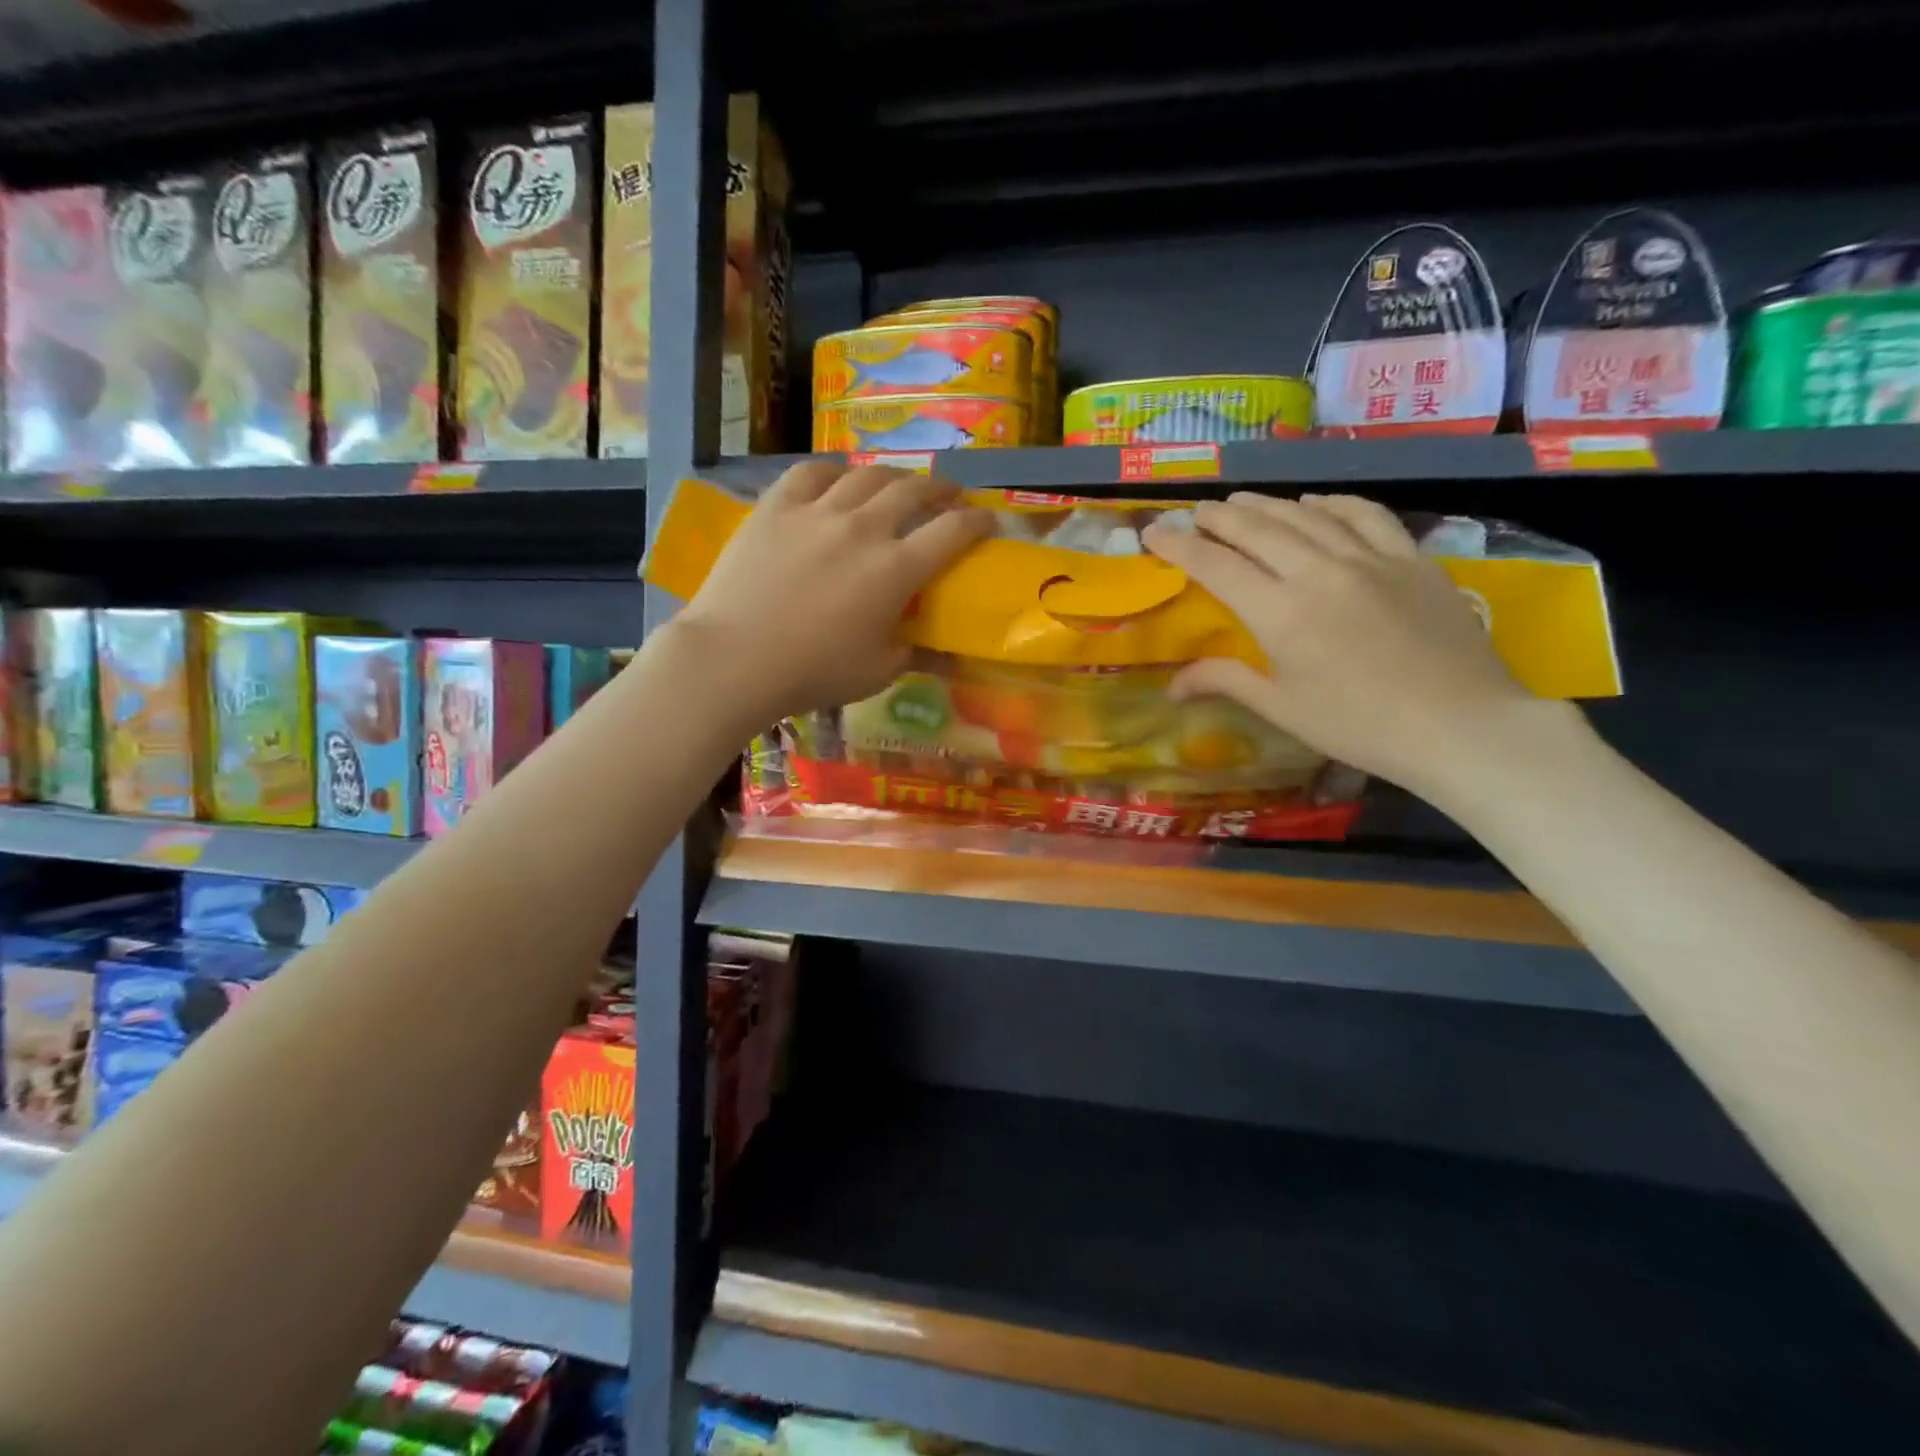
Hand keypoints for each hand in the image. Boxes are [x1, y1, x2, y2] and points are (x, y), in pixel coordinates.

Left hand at [675, 461, 992, 718]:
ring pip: (866, 475)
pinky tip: (840, 478)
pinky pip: (812, 472)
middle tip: (948, 495)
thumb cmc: (813, 673)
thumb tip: (936, 648)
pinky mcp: (776, 507)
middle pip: (913, 490)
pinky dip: (835, 471)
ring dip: (893, 475)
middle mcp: (864, 528)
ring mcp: (817, 511)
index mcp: (896, 569)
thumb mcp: (877, 673)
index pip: (952, 531)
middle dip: (940, 489)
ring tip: (899, 483)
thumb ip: (912, 652)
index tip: (987, 520)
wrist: (735, 658)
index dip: (978, 521)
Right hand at [1143, 493, 1550, 798]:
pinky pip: (1364, 514)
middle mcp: (1320, 572)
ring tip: (1242, 501)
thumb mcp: (1284, 709)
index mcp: (1281, 614)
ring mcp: (1370, 558)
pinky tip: (1316, 501)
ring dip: (1267, 504)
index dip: (1180, 546)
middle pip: (1258, 529)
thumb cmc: (1360, 727)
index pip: (1217, 566)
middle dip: (1219, 516)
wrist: (1461, 726)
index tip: (1154, 531)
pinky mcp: (1411, 557)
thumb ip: (1227, 682)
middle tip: (1196, 512)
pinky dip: (1332, 502)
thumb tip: (1172, 686)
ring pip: (1307, 514)